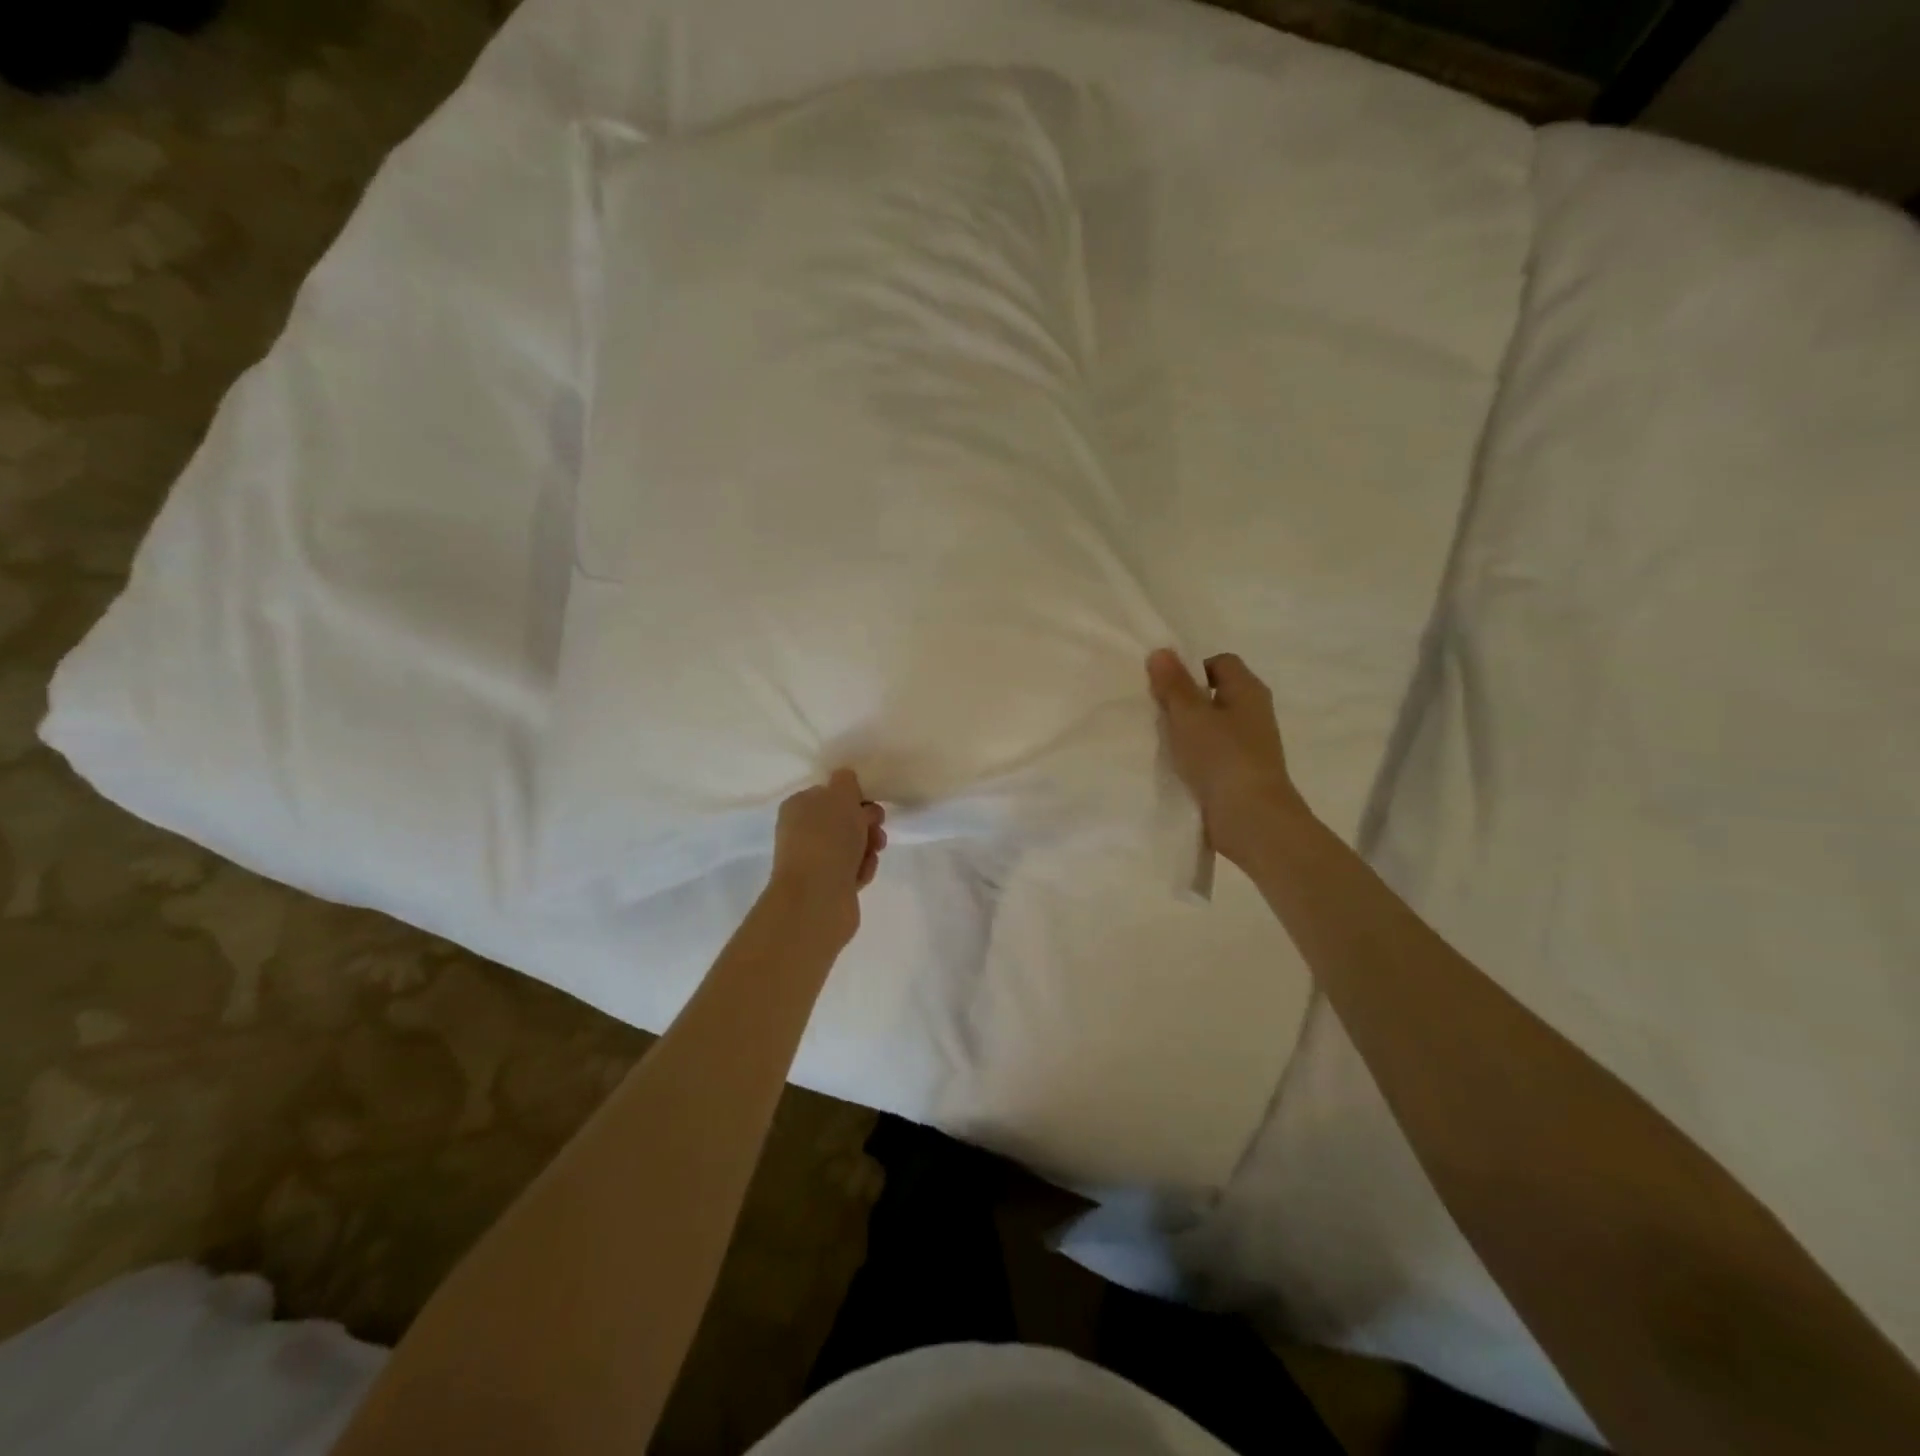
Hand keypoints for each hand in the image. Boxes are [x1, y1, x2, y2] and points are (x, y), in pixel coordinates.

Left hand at [767, 769, 887, 945]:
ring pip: (852, 846)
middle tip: (876, 827)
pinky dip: (862, 869)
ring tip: (873, 853)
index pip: (830, 794)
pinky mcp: (827, 886)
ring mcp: (814, 861)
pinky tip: (862, 874)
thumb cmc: (828, 838)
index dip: (854, 796)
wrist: (817, 897)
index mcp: (798, 806)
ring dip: (868, 846)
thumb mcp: (840, 795)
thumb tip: (845, 780)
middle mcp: (802, 832)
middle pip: (843, 820)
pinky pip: (853, 869)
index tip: (870, 802)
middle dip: (866, 822)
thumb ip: (846, 782)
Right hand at [1147, 648, 1309, 866]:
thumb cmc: (1222, 757)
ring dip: (1187, 731)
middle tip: (1154, 710)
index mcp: (1248, 690)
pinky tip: (1172, 765)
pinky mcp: (1240, 773)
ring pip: (1212, 726)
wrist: (1251, 819)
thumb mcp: (1190, 715)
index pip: (1220, 662)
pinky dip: (1193, 756)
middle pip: (1215, 694)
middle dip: (1185, 700)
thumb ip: (1174, 684)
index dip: (1191, 668)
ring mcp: (1249, 746)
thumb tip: (1162, 651)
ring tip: (1158, 739)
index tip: (1164, 685)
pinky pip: (1212, 754)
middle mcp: (1254, 713)